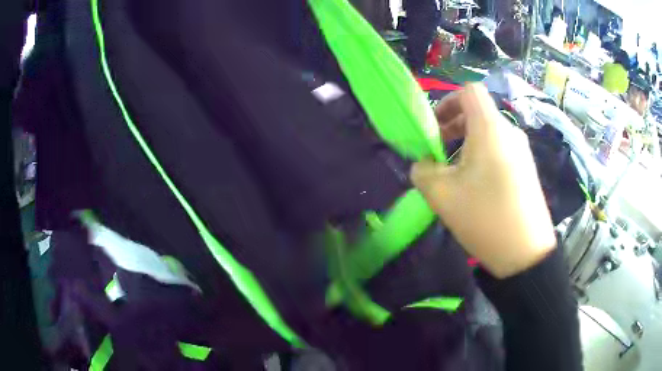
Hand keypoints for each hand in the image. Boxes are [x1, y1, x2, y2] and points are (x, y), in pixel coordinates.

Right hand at [412, 84, 555, 278]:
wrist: (526, 253)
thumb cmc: (485, 217)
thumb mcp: (442, 195)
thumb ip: (422, 170)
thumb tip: (423, 164)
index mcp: (490, 128)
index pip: (469, 91)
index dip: (447, 101)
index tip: (435, 127)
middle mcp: (509, 132)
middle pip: (478, 112)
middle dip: (452, 125)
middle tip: (437, 151)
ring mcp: (521, 151)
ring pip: (488, 132)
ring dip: (466, 143)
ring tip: (454, 172)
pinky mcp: (526, 168)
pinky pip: (500, 149)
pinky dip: (482, 155)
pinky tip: (475, 185)